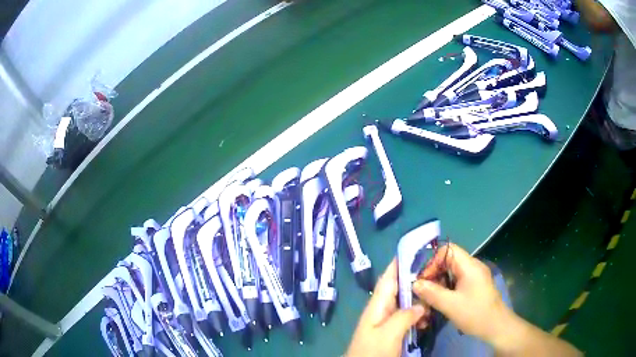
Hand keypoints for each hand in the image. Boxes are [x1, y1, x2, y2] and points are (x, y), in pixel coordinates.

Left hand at [346, 259, 426, 356]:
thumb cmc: (372, 352)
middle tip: (434, 271)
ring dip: (418, 298)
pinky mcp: (391, 332)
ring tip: (435, 293)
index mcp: (376, 306)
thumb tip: (420, 304)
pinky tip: (427, 316)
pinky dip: (417, 314)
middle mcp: (381, 310)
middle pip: (398, 289)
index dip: (399, 264)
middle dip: (414, 279)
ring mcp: (386, 322)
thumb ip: (404, 316)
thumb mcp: (388, 333)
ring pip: (404, 303)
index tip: (415, 250)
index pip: (388, 279)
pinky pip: (406, 317)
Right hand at [413, 243, 512, 345]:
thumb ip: (432, 293)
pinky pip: (457, 281)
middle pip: (448, 261)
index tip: (424, 280)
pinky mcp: (475, 286)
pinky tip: (441, 301)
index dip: (433, 262)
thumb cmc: (475, 314)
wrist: (496, 326)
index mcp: (470, 266)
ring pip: (451, 272)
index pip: (448, 250)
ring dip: (439, 283)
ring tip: (429, 299)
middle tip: (423, 292)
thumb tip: (415, 283)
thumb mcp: (450, 305)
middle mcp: (473, 267)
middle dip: (434, 274)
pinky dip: (446, 288)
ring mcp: (475, 276)